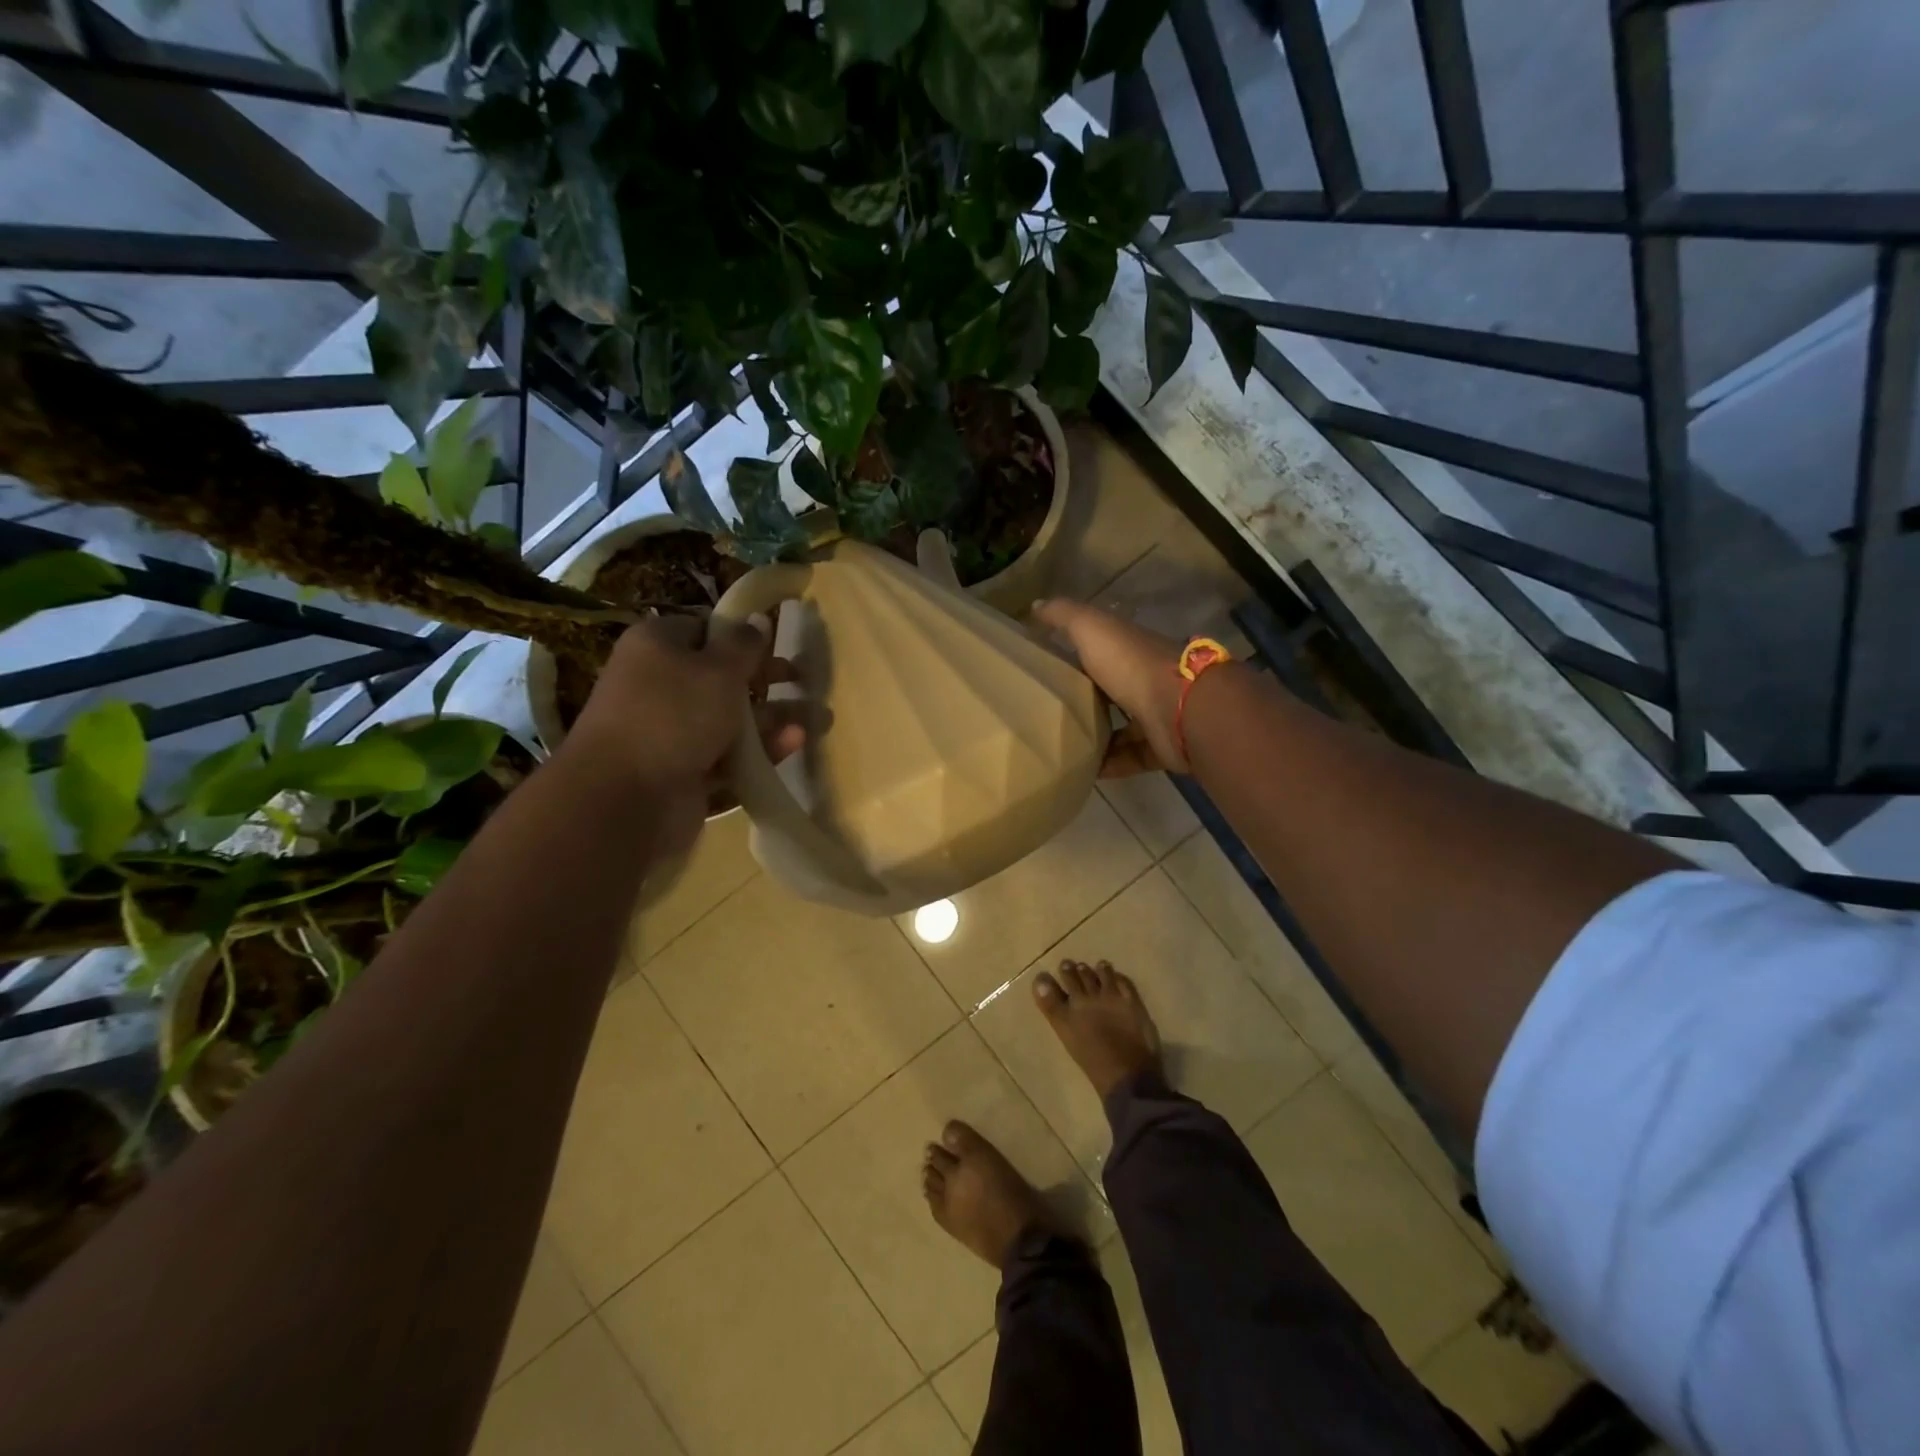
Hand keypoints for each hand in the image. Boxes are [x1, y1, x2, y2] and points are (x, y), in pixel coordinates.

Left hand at [565, 614, 803, 846]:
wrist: (625, 798)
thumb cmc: (673, 715)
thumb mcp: (718, 670)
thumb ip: (744, 645)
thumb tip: (757, 621)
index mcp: (657, 646)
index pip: (704, 629)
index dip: (741, 635)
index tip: (777, 644)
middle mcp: (660, 685)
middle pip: (721, 676)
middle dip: (766, 679)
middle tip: (803, 681)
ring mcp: (671, 732)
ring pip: (730, 720)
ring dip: (773, 719)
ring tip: (819, 720)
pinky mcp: (684, 772)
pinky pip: (729, 756)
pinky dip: (760, 751)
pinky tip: (794, 744)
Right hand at [1033, 599, 1186, 775]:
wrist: (1181, 708)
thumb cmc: (1132, 664)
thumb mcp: (1092, 629)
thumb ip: (1064, 616)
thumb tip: (1035, 606)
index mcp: (1129, 651)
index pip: (1099, 652)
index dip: (1075, 656)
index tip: (1044, 669)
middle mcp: (1144, 681)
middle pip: (1110, 692)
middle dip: (1084, 701)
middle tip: (1046, 715)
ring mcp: (1155, 715)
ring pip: (1121, 727)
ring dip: (1095, 737)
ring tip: (1061, 746)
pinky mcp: (1160, 748)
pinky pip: (1130, 758)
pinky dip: (1109, 765)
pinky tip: (1083, 770)